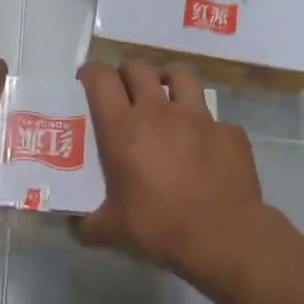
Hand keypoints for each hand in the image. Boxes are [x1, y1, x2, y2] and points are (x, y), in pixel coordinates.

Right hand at [78, 59, 285, 280]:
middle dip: (127, 72)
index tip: (87, 81)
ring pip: (181, 75)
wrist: (223, 236)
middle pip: (138, 67)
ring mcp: (198, 117)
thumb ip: (87, 224)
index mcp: (123, 128)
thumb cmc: (159, 227)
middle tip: (125, 90)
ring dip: (168, 79)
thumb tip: (74, 225)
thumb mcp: (112, 230)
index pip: (101, 78)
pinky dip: (206, 125)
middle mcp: (158, 111)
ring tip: (166, 95)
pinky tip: (205, 144)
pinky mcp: (229, 130)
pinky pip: (215, 117)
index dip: (91, 73)